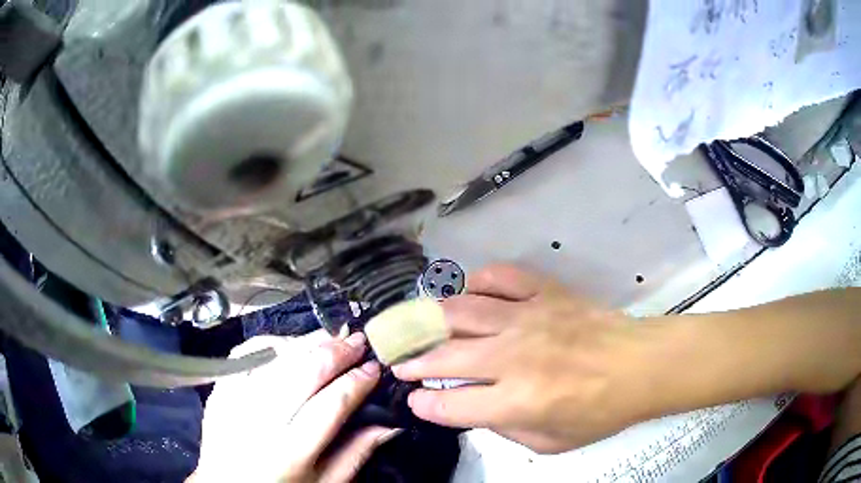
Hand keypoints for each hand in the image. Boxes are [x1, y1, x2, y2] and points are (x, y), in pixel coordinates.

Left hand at [191, 330, 396, 482]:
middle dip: (335, 351)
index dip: (356, 382)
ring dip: (306, 341)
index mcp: (290, 452)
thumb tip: (390, 424)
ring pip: (274, 357)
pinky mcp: (219, 389)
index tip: (374, 369)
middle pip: (301, 372)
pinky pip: (245, 354)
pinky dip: (270, 342)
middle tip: (358, 341)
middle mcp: (259, 421)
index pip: (330, 405)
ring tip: (330, 335)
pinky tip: (289, 344)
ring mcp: (234, 400)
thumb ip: (356, 454)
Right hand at [393, 264, 654, 453]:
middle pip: (445, 357)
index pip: (451, 405)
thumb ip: (505, 429)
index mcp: (517, 400)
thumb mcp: (551, 442)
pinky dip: (477, 282)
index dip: (425, 406)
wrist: (641, 366)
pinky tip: (467, 292)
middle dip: (414, 363)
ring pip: (461, 312)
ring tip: (416, 325)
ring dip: (430, 320)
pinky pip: (501, 277)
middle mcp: (513, 357)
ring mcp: (528, 318)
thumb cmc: (600, 411)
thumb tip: (473, 409)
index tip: (415, 401)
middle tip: (401, 364)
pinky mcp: (544, 293)